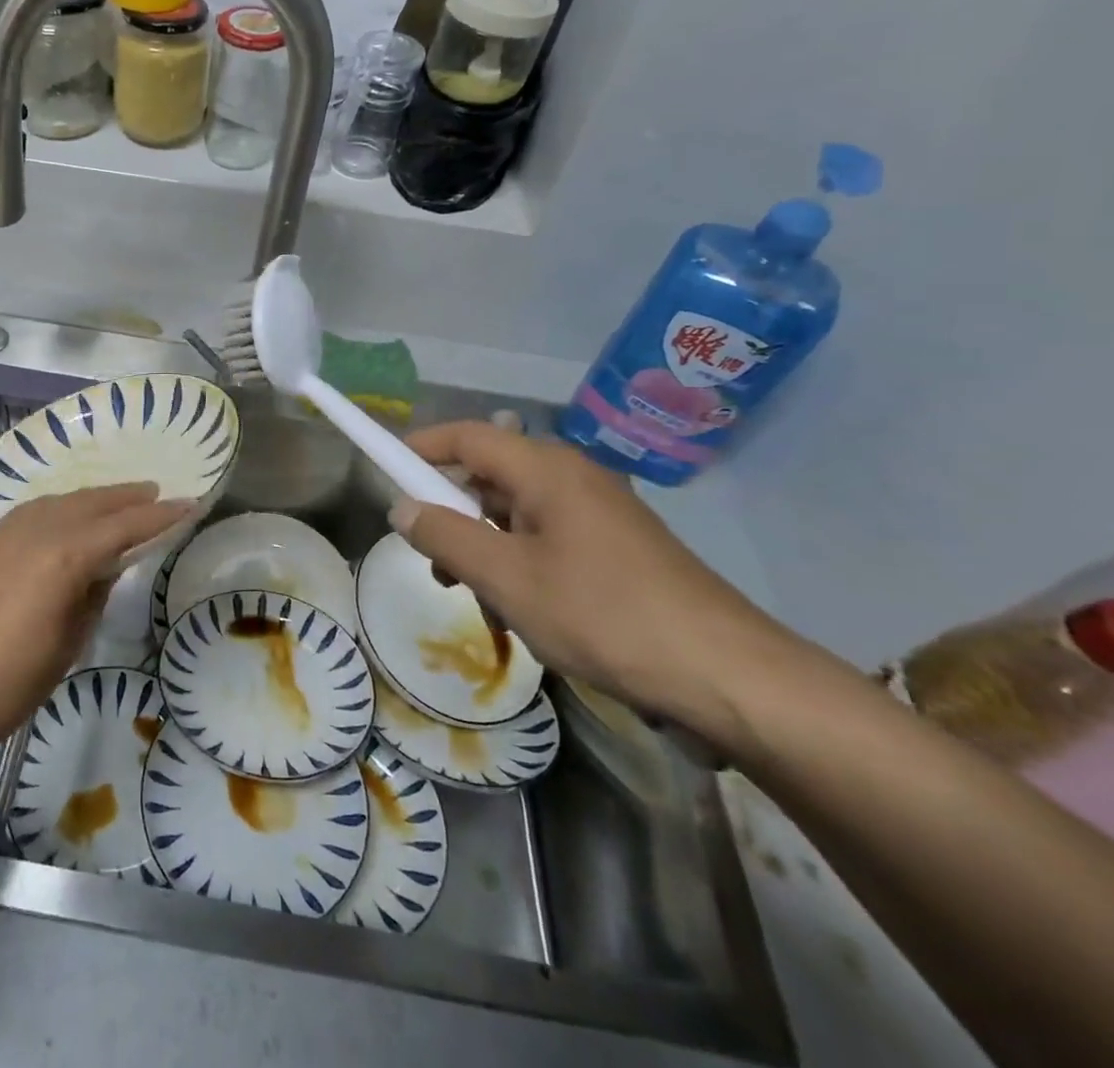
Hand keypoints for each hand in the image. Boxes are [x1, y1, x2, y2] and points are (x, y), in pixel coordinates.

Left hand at [0, 484, 194, 769]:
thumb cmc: (5, 687)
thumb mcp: (66, 646)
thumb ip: (90, 596)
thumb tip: (103, 568)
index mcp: (61, 557)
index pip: (122, 527)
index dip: (159, 516)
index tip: (188, 503)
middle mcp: (29, 532)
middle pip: (87, 504)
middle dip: (123, 497)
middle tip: (152, 490)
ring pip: (51, 503)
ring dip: (85, 500)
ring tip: (109, 500)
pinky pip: (19, 518)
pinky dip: (48, 514)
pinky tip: (54, 525)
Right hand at [388, 422, 794, 743]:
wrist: (728, 676)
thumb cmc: (603, 615)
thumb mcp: (506, 579)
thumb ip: (445, 537)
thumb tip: (401, 507)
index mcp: (546, 470)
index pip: (467, 436)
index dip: (421, 447)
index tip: (385, 470)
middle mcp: (573, 478)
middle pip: (490, 474)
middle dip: (451, 510)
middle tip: (429, 556)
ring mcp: (599, 513)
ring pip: (517, 512)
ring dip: (483, 544)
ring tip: (473, 594)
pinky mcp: (617, 548)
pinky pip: (547, 537)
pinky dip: (518, 561)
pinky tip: (521, 609)